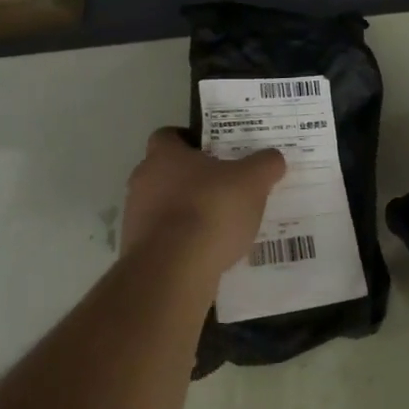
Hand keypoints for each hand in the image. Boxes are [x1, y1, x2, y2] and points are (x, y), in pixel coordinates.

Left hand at [122, 128, 284, 283]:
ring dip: (187, 212)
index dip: (191, 140)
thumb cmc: (210, 210)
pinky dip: (182, 242)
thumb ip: (265, 165)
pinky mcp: (138, 252)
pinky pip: (163, 239)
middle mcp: (143, 181)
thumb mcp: (252, 181)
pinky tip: (208, 252)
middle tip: (225, 187)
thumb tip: (273, 158)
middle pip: (167, 172)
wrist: (173, 272)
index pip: (169, 135)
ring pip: (164, 206)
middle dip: (193, 179)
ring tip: (221, 224)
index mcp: (163, 155)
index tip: (215, 152)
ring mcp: (135, 218)